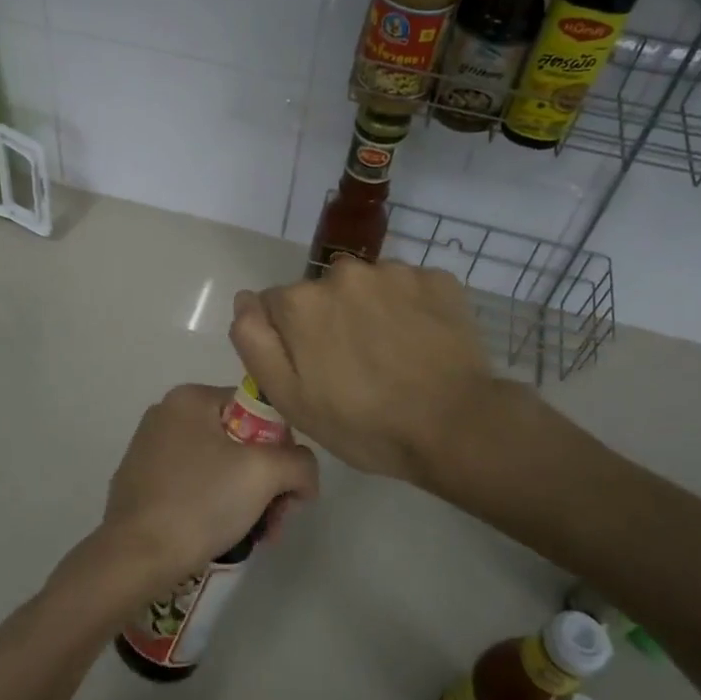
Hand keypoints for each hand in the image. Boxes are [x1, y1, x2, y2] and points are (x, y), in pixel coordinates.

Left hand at [67, 384, 318, 604]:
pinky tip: (222, 535)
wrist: (136, 557)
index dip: (282, 449)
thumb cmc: (201, 503)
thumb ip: (300, 463)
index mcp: (190, 398)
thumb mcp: (265, 474)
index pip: (258, 410)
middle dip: (266, 483)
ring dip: (247, 499)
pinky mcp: (141, 482)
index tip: (286, 490)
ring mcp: (149, 449)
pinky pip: (194, 485)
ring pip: (220, 467)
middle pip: (241, 442)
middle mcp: (166, 414)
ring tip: (257, 535)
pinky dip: (215, 506)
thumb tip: (303, 479)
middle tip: (275, 521)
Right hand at [229, 258, 537, 486]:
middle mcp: (342, 272)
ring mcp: (394, 272)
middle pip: (322, 293)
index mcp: (301, 302)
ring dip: (370, 311)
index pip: (276, 306)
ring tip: (392, 355)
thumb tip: (244, 299)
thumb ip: (255, 342)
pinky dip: (410, 309)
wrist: (456, 427)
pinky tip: (421, 343)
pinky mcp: (437, 279)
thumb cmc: (363, 424)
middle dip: (330, 321)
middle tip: (354, 368)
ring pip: (367, 287)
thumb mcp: (289, 398)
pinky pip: (409, 288)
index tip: (313, 370)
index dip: (290, 340)